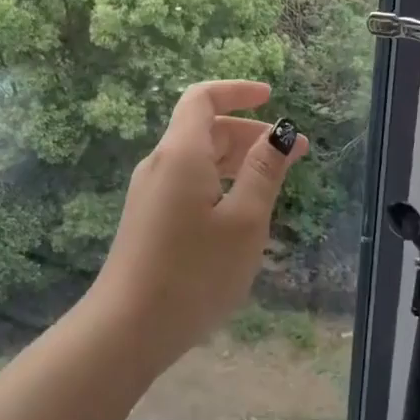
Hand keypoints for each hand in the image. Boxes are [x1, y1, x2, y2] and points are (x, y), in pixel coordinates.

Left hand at [89, 80, 307, 367]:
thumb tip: (281, 132)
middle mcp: (161, 164)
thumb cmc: (194, 272)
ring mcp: (150, 193)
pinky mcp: (148, 219)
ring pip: (197, 159)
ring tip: (273, 183)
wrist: (126, 328)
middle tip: (293, 155)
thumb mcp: (244, 221)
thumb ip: (264, 172)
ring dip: (236, 160)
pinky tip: (240, 213)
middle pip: (204, 129)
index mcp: (182, 152)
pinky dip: (219, 182)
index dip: (236, 91)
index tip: (270, 98)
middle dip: (249, 133)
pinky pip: (188, 183)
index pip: (203, 98)